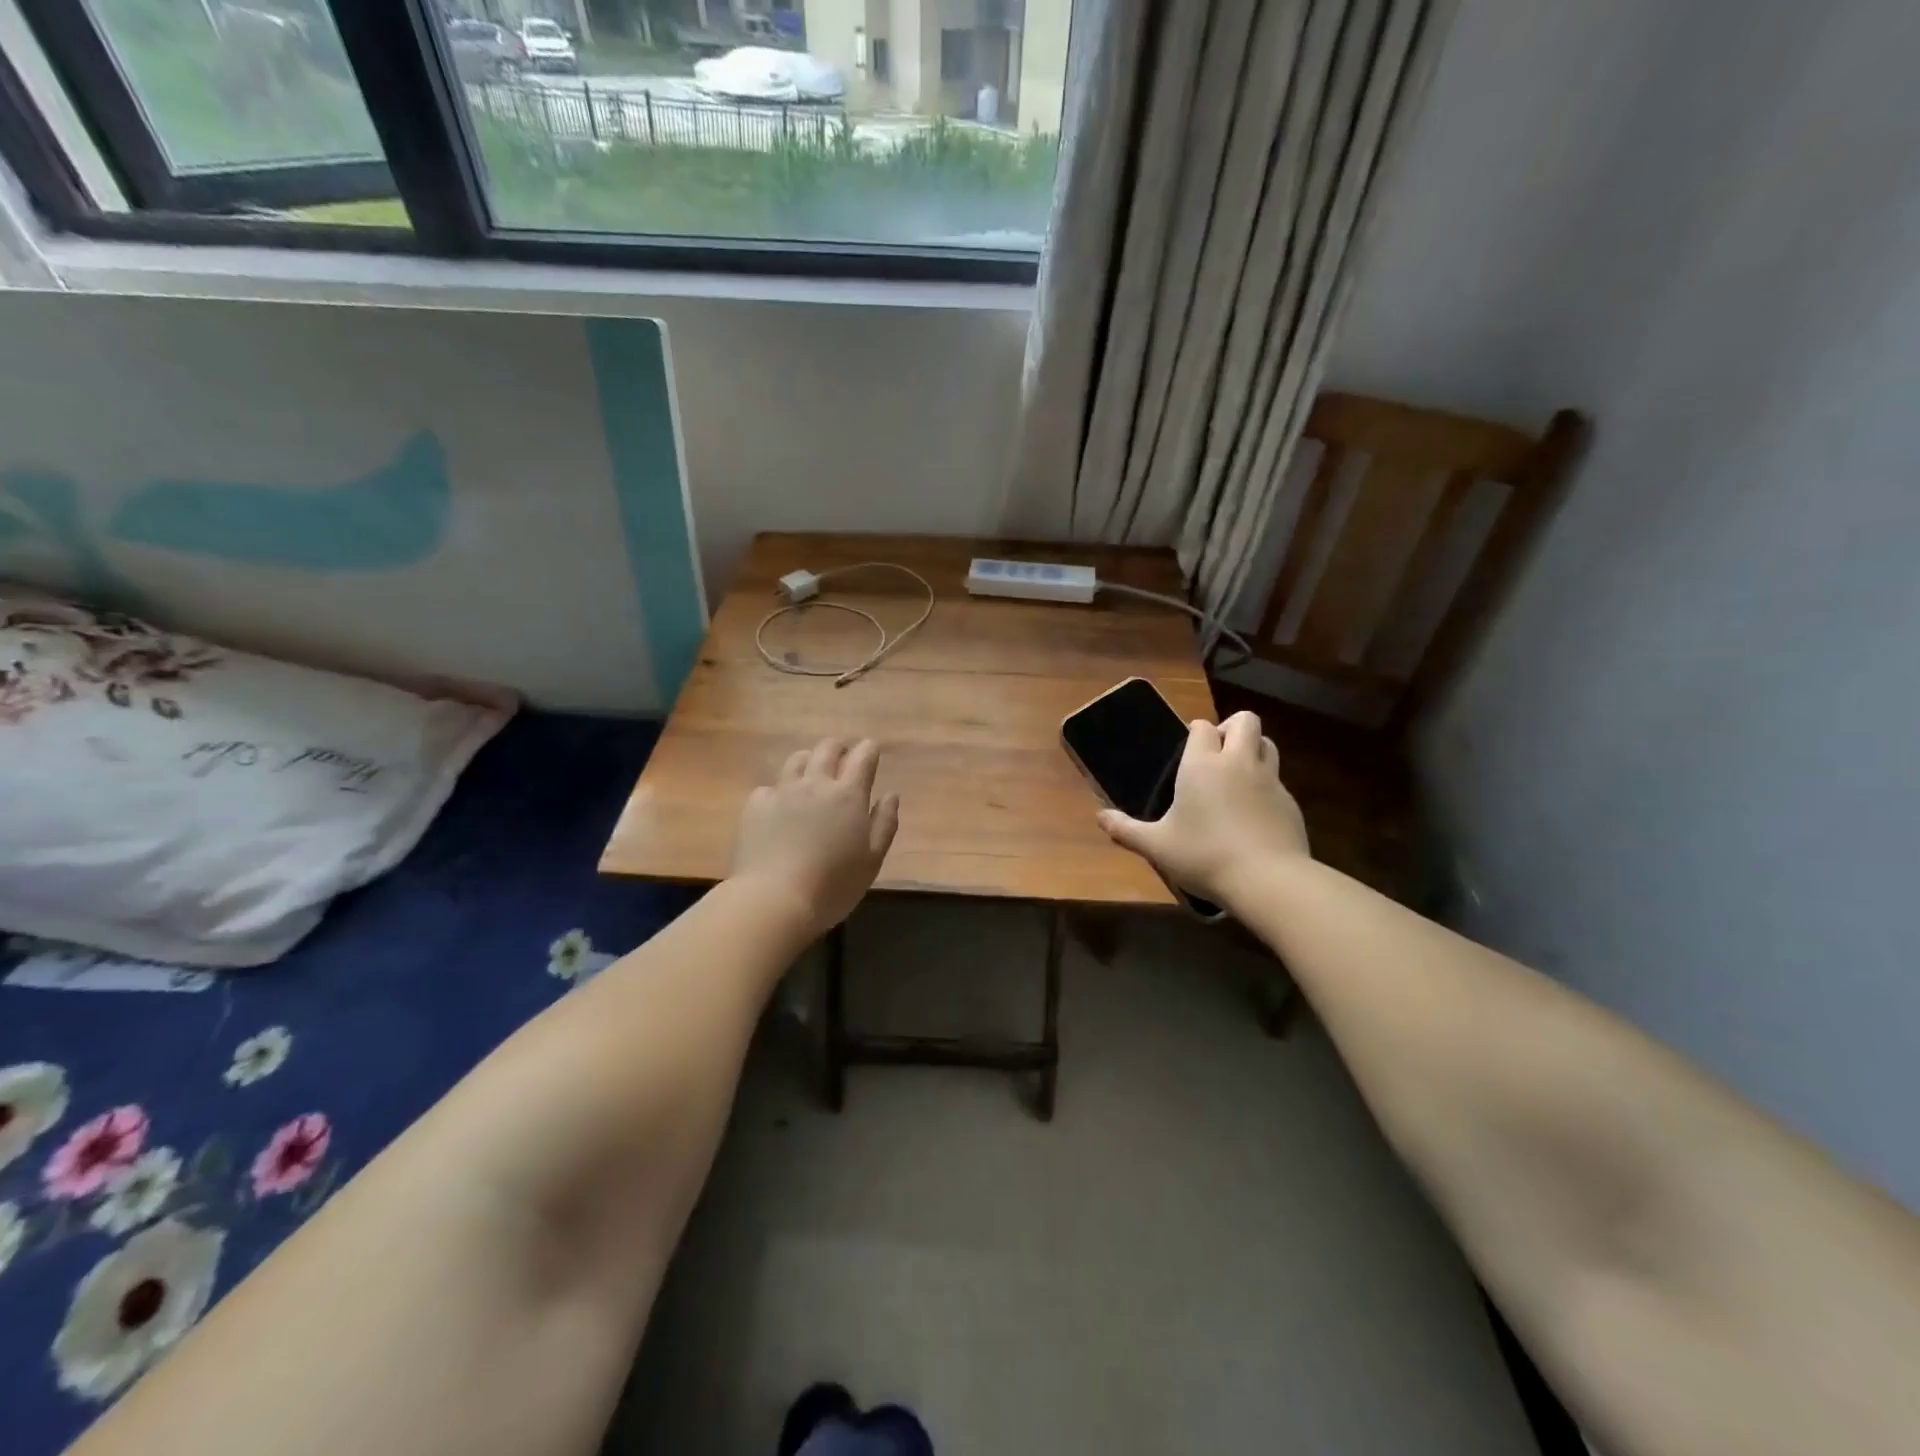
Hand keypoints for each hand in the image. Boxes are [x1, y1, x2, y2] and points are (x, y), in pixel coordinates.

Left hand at [730, 738, 899, 938]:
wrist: (775, 899)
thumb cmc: (833, 885)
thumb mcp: (872, 860)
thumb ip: (884, 823)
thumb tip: (890, 794)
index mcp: (848, 795)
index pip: (862, 757)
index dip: (868, 750)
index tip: (870, 751)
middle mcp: (815, 784)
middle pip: (827, 749)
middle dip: (838, 749)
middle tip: (842, 761)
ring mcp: (782, 792)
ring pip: (796, 760)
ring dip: (808, 761)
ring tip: (810, 776)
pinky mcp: (756, 806)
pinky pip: (769, 787)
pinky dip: (778, 791)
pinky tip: (779, 807)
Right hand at [1096, 711, 1308, 907]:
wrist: (1268, 880)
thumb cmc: (1204, 856)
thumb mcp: (1157, 847)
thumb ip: (1127, 830)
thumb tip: (1100, 817)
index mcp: (1202, 765)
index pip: (1202, 727)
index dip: (1196, 733)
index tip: (1188, 748)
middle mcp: (1238, 762)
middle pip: (1244, 721)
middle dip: (1231, 728)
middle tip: (1217, 753)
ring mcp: (1270, 780)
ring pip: (1267, 744)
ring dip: (1253, 749)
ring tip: (1237, 774)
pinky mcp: (1290, 802)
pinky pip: (1278, 780)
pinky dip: (1266, 785)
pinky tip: (1253, 812)